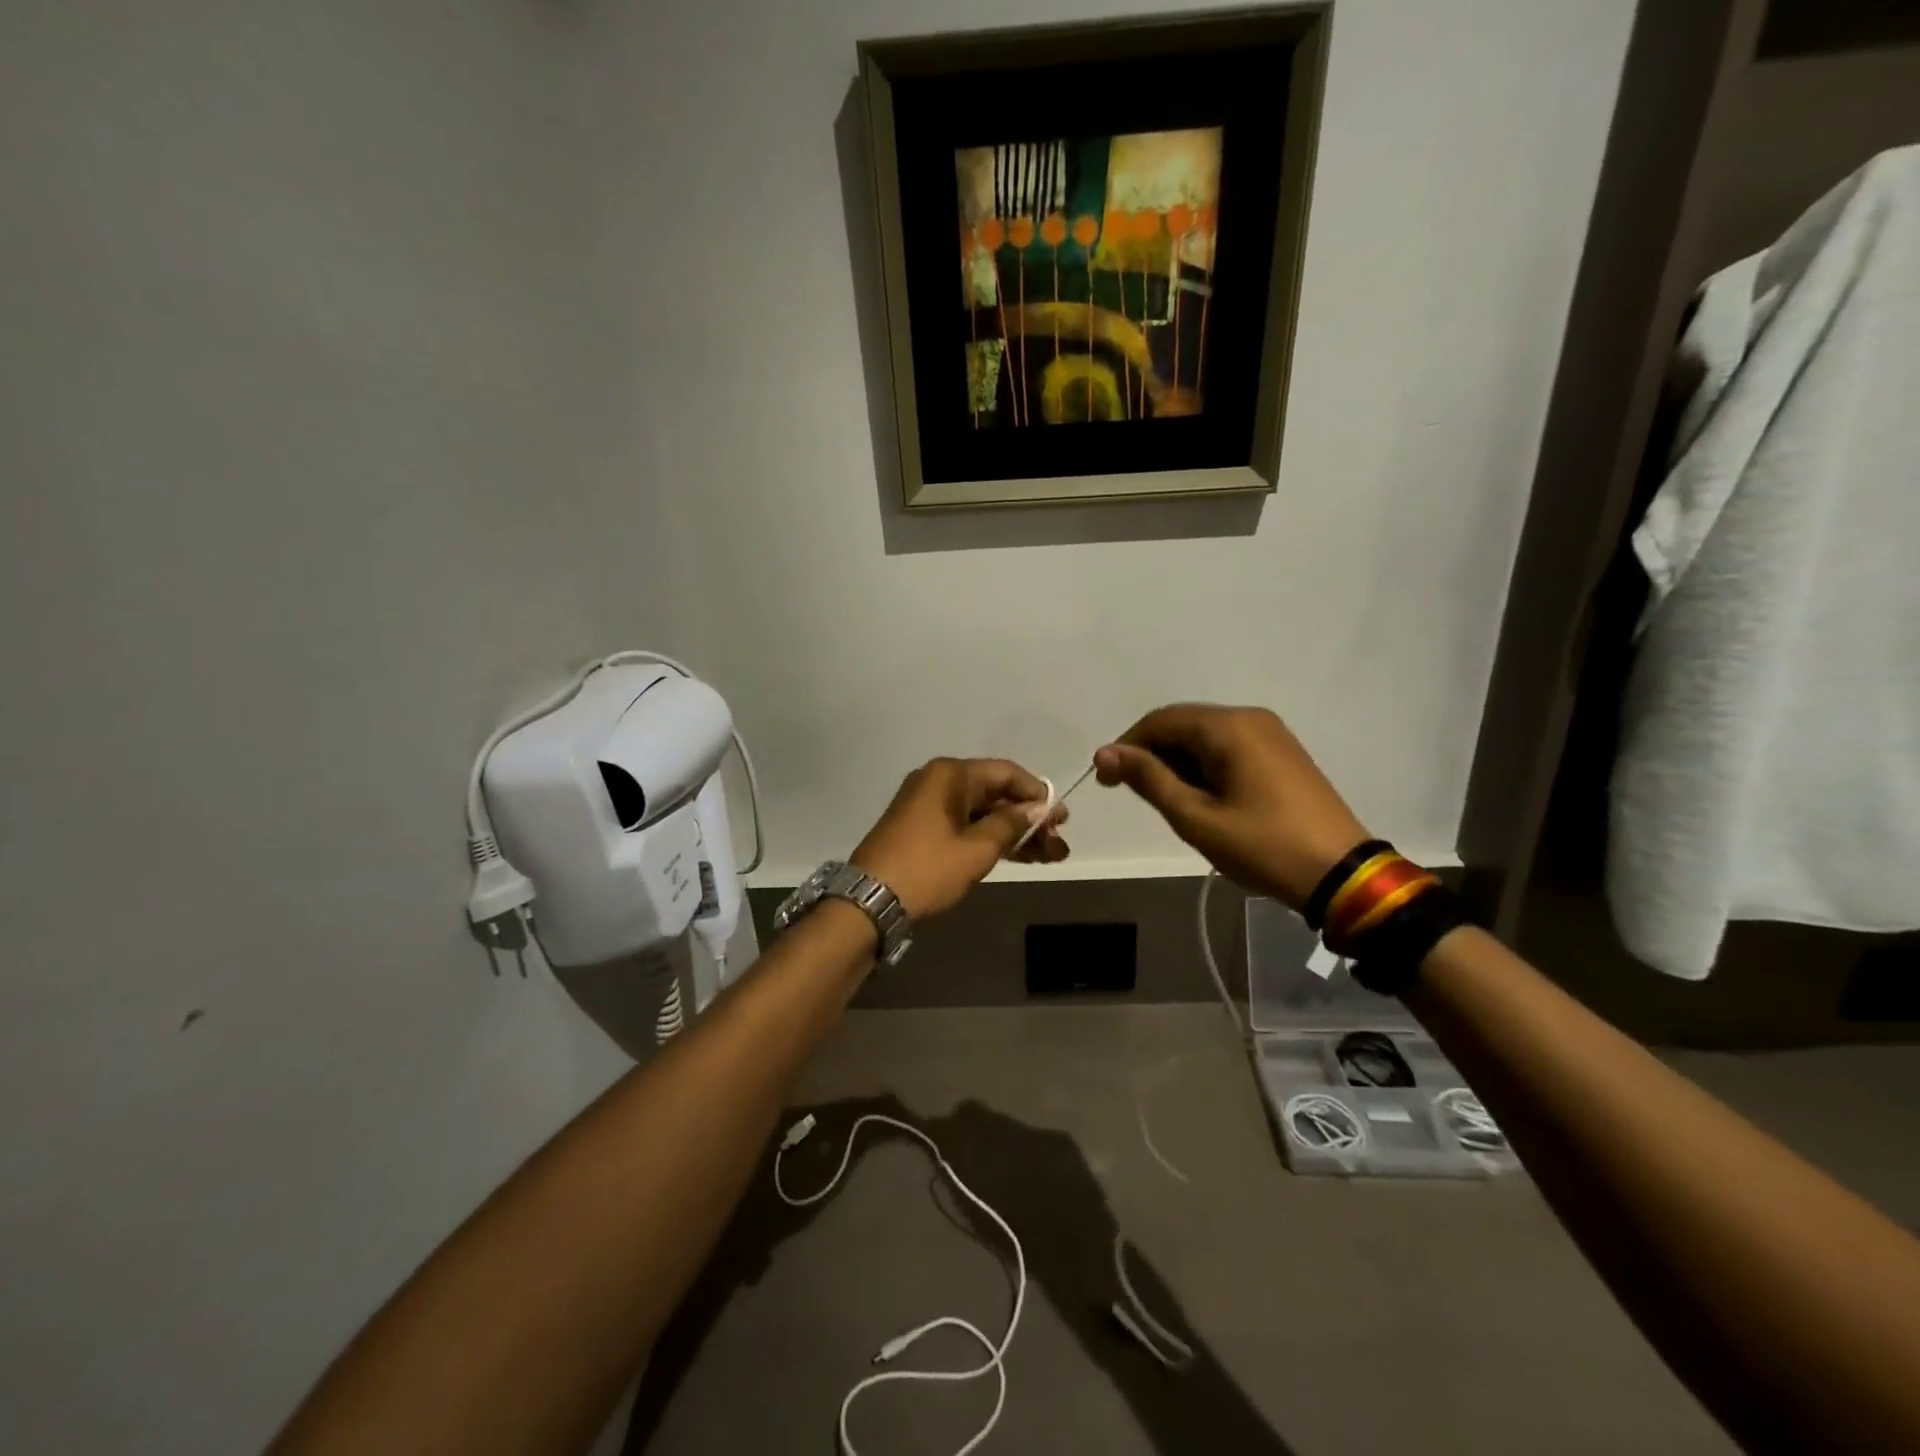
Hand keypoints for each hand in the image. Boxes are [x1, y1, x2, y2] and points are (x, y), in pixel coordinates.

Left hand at [851, 758, 1067, 919]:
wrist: (869, 901)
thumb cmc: (926, 869)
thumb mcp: (976, 848)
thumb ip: (1011, 824)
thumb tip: (1037, 808)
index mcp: (949, 774)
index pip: (1005, 773)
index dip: (1036, 794)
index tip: (1060, 818)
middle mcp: (938, 782)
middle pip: (994, 793)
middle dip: (1028, 819)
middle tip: (1058, 843)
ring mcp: (927, 806)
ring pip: (981, 813)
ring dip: (1013, 833)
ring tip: (1049, 856)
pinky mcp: (921, 829)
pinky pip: (965, 826)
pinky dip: (989, 840)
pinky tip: (1018, 856)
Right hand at [1094, 704, 1368, 907]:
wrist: (1341, 874)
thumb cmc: (1262, 846)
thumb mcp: (1196, 817)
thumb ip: (1149, 779)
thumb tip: (1104, 753)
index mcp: (1229, 727)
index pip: (1161, 720)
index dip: (1127, 745)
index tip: (1105, 779)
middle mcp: (1251, 719)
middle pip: (1184, 724)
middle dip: (1152, 754)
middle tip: (1131, 792)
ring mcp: (1271, 735)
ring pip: (1206, 737)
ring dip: (1177, 762)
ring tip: (1166, 801)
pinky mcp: (1283, 754)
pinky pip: (1229, 748)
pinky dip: (1204, 766)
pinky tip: (1200, 797)